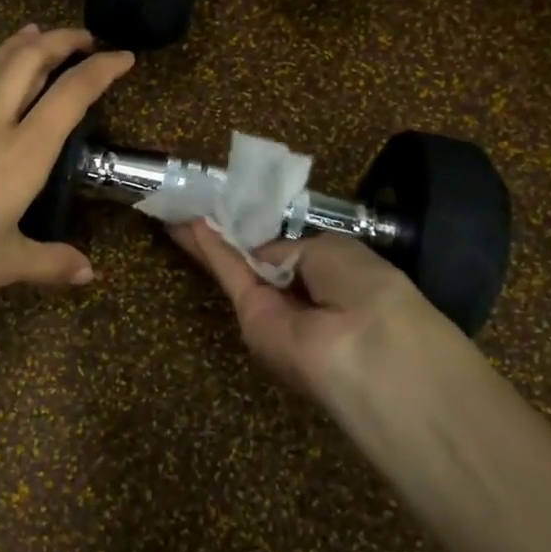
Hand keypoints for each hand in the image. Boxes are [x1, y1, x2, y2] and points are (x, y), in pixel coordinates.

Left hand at [0, 25, 132, 320]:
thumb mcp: (4, 265)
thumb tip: (89, 274)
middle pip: (26, 63)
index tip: (125, 56)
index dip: (100, 70)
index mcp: (21, 153)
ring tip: (36, 33)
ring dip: (19, 45)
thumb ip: (50, 263)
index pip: (69, 96)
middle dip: (59, 41)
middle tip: (84, 37)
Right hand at [168, 219, 484, 414]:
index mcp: (334, 275)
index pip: (291, 250)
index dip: (264, 230)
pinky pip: (231, 276)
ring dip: (211, 237)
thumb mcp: (332, 250)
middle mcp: (303, 295)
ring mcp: (274, 310)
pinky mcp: (250, 319)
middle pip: (258, 259)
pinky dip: (209, 249)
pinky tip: (185, 226)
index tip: (236, 206)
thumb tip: (259, 253)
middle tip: (199, 202)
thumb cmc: (365, 287)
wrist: (367, 349)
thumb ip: (289, 249)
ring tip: (183, 205)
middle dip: (230, 231)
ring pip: (238, 266)